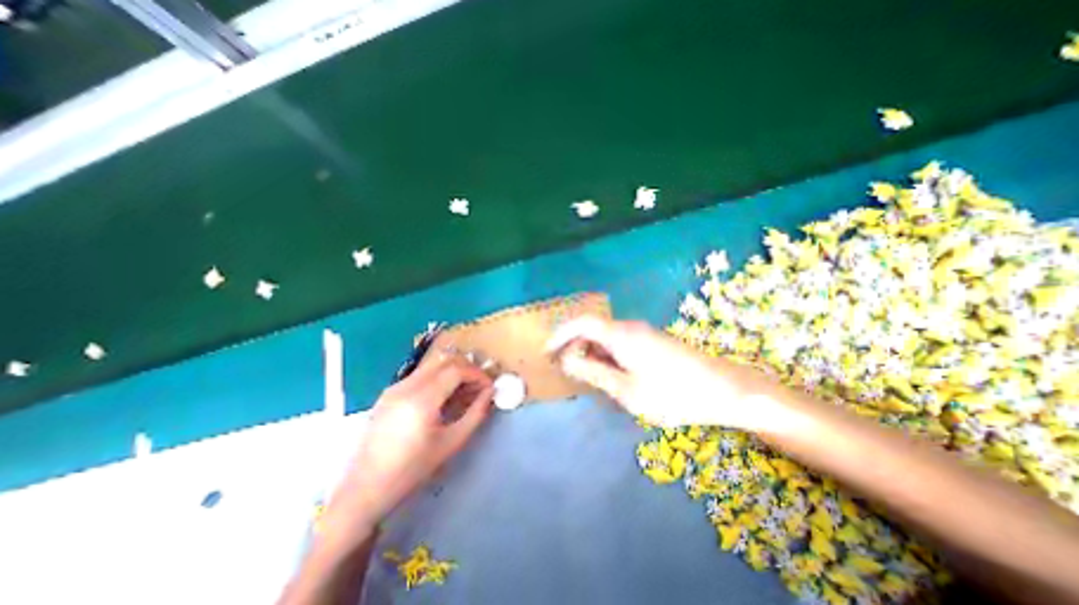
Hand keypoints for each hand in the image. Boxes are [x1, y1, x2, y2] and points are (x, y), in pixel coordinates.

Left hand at [316, 357, 491, 544]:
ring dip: (452, 372)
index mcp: (422, 399)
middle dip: (467, 369)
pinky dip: (438, 378)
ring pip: (432, 365)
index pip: (457, 370)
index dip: (477, 374)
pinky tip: (442, 398)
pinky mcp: (389, 393)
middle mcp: (406, 386)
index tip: (489, 387)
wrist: (365, 489)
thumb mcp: (451, 443)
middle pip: (445, 361)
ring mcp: (395, 387)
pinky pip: (420, 375)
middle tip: (479, 386)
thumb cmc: (411, 470)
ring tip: (463, 392)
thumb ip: (475, 414)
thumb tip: (490, 393)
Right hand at [549, 317, 767, 429]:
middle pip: (592, 330)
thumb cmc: (674, 394)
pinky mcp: (651, 342)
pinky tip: (613, 378)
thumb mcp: (627, 390)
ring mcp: (642, 334)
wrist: (725, 390)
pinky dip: (607, 357)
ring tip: (589, 379)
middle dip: (576, 348)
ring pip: (606, 338)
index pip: (581, 323)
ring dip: (592, 355)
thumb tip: (567, 359)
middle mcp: (629, 328)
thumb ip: (594, 372)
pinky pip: (619, 344)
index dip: (560, 334)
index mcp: (621, 335)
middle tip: (568, 372)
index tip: (547, 351)